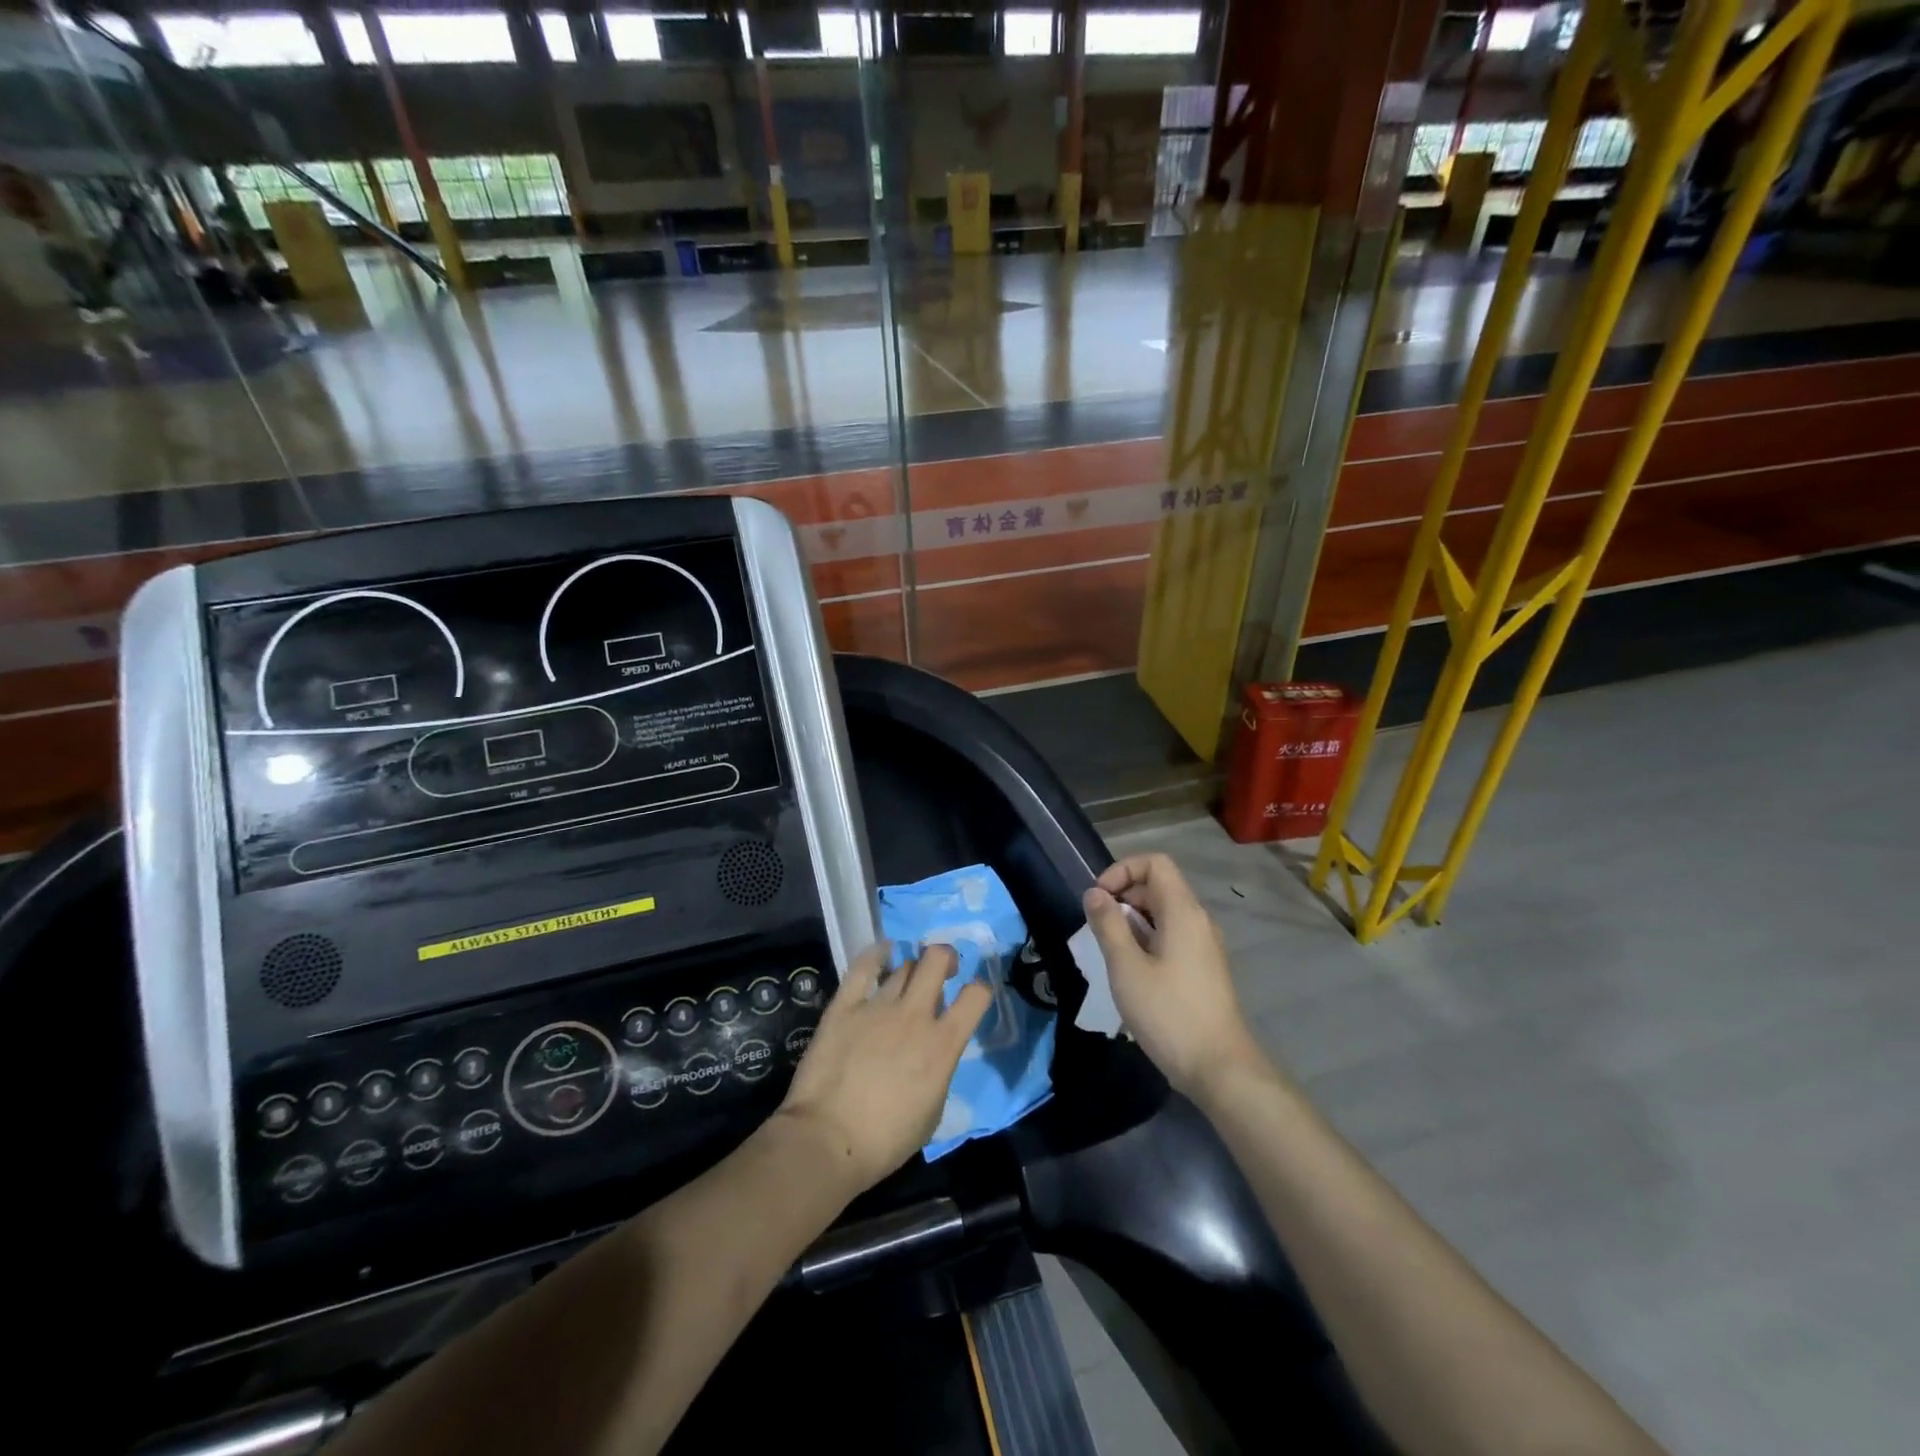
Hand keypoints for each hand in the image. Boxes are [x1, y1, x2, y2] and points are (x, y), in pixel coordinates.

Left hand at [777, 943, 990, 1192]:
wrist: (827, 1140)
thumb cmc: (886, 1140)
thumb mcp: (933, 1112)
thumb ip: (940, 1071)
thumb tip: (933, 1052)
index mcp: (943, 1045)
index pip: (976, 996)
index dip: (980, 990)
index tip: (972, 995)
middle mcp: (915, 1015)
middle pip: (937, 959)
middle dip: (945, 958)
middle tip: (942, 972)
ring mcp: (878, 1006)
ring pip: (904, 965)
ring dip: (911, 969)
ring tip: (906, 979)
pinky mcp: (845, 1005)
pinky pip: (863, 967)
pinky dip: (876, 955)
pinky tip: (882, 952)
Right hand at [1083, 853, 1265, 1101]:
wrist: (1220, 1069)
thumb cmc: (1169, 1014)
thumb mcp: (1126, 968)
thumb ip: (1108, 925)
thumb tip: (1094, 893)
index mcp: (1183, 912)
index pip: (1155, 863)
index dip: (1122, 870)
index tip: (1098, 898)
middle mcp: (1198, 921)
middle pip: (1158, 887)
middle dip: (1123, 897)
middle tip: (1097, 929)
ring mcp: (1203, 946)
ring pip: (1163, 914)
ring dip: (1132, 922)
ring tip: (1109, 953)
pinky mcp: (1203, 968)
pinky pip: (1171, 937)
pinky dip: (1146, 941)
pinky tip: (1130, 973)